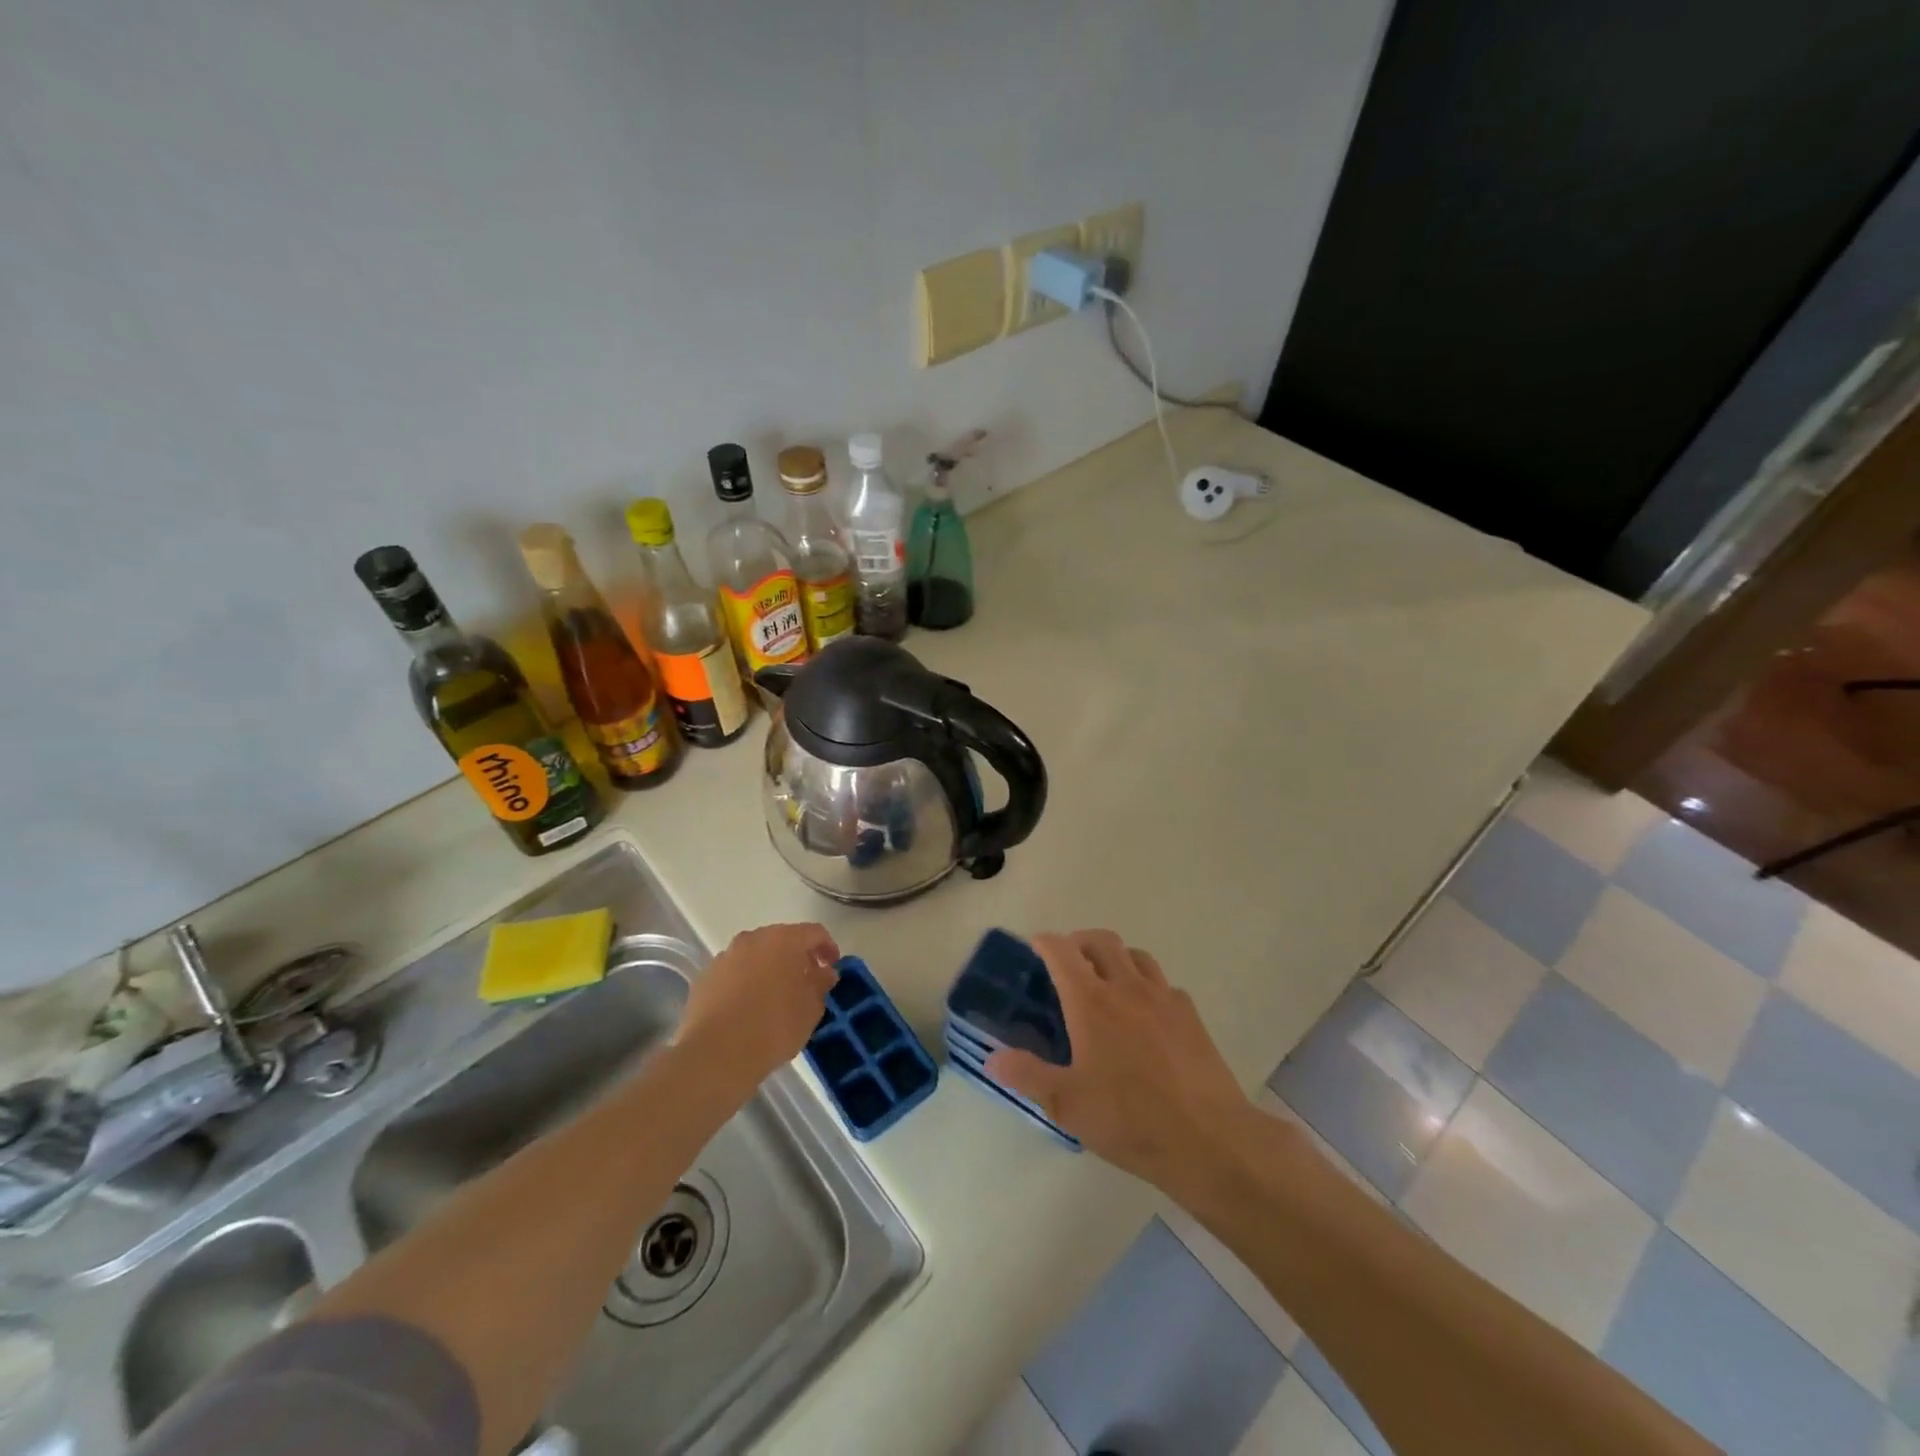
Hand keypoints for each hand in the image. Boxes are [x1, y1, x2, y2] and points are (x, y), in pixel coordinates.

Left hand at [678, 923, 839, 1093]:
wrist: (715, 1054)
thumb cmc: (774, 1027)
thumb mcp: (811, 1009)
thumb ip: (820, 984)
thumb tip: (823, 972)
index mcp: (784, 940)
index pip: (814, 933)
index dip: (828, 947)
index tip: (832, 968)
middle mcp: (753, 939)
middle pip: (782, 940)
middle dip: (797, 957)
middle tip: (807, 981)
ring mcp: (725, 957)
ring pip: (755, 955)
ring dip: (769, 969)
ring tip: (776, 997)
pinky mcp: (705, 978)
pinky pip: (734, 973)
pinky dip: (746, 982)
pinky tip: (749, 1008)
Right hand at [986, 930, 1252, 1190]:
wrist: (1209, 1138)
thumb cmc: (1129, 1120)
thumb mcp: (1067, 1105)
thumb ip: (1027, 1076)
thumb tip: (992, 1059)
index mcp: (1091, 1002)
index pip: (1062, 951)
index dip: (1045, 942)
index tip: (1034, 946)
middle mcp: (1126, 987)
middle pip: (1101, 940)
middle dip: (1080, 941)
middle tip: (1067, 961)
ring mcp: (1163, 998)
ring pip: (1136, 955)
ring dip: (1116, 957)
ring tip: (1106, 980)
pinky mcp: (1190, 1015)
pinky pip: (1163, 984)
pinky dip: (1147, 985)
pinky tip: (1145, 1013)